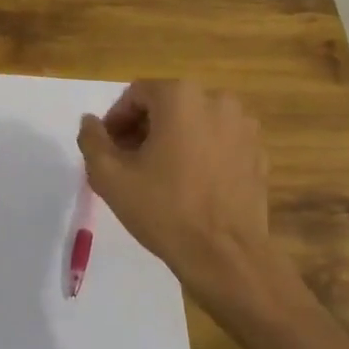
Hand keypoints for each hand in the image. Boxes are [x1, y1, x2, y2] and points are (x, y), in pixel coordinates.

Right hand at [77, 81, 272, 304]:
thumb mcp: (110, 176)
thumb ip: (92, 140)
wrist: (225, 254)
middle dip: (144, 129)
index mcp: (180, 97)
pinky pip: (219, 143)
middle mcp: (217, 101)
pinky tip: (190, 185)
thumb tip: (90, 122)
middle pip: (168, 106)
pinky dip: (201, 154)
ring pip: (195, 123)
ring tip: (159, 175)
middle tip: (128, 163)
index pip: (136, 94)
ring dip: (173, 140)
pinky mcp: (258, 154)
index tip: (108, 149)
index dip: (116, 120)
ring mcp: (244, 127)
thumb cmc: (164, 209)